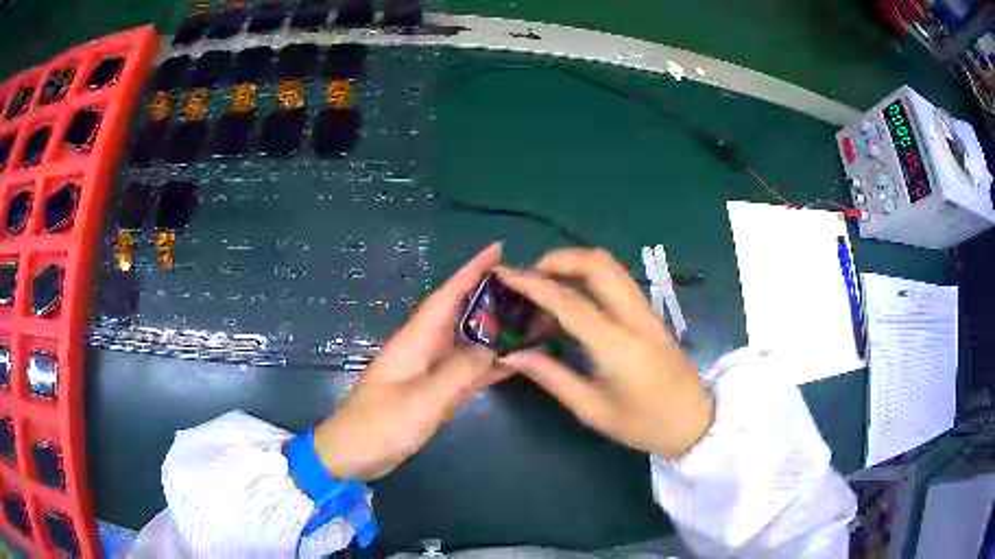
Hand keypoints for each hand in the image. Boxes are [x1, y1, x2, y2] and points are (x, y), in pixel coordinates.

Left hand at [314, 243, 506, 479]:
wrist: (352, 455)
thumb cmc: (379, 425)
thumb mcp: (420, 401)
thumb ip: (458, 373)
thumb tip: (493, 347)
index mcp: (415, 341)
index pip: (447, 296)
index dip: (471, 271)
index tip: (498, 250)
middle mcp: (424, 350)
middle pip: (460, 315)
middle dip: (490, 297)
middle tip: (528, 288)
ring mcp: (428, 373)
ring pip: (466, 343)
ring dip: (494, 331)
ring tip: (529, 319)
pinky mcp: (432, 393)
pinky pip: (466, 372)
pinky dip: (488, 365)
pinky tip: (512, 363)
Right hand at [496, 248, 713, 459]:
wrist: (695, 422)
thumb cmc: (644, 424)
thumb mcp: (593, 410)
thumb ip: (552, 377)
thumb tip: (512, 355)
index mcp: (618, 345)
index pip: (570, 300)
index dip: (533, 284)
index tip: (504, 274)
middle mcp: (635, 316)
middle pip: (597, 263)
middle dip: (557, 259)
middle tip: (529, 278)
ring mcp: (647, 311)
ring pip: (610, 266)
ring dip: (574, 264)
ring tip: (546, 287)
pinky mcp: (651, 313)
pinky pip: (617, 281)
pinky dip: (589, 278)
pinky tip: (572, 303)